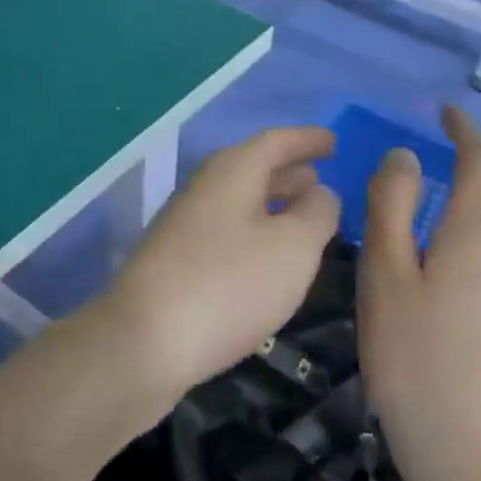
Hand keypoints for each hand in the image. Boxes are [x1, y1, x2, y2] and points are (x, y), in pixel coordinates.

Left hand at [104, 126, 340, 411]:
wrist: (146, 340)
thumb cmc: (230, 284)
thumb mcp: (294, 247)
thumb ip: (316, 212)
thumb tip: (319, 191)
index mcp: (232, 171)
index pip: (275, 142)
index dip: (307, 140)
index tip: (334, 140)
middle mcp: (204, 187)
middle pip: (252, 168)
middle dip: (288, 172)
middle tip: (320, 178)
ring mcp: (184, 224)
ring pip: (238, 201)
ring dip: (271, 202)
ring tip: (303, 215)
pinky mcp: (175, 259)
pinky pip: (226, 229)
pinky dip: (254, 230)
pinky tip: (268, 256)